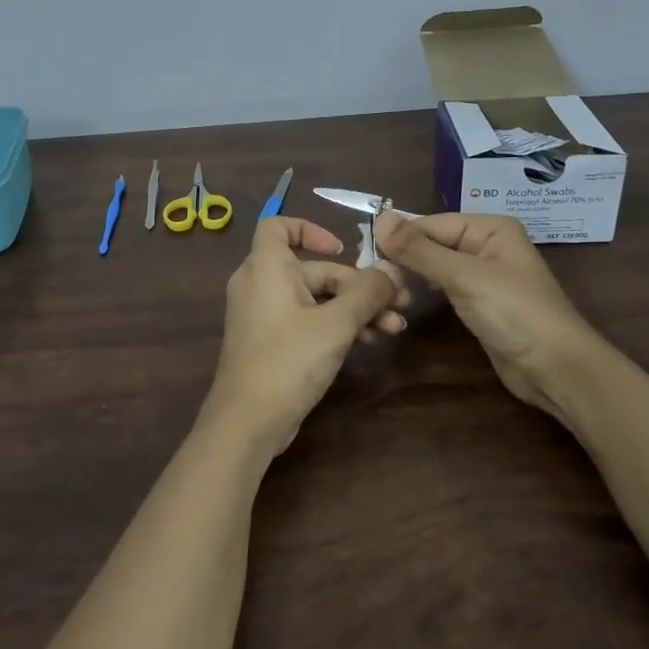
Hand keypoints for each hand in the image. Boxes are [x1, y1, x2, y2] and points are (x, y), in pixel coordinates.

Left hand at [207, 217, 410, 457]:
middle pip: (313, 269)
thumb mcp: (336, 324)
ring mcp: (264, 315)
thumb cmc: (288, 360)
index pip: (278, 226)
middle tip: (400, 304)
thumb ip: (367, 293)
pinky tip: (368, 342)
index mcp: (266, 267)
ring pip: (315, 298)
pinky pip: (306, 320)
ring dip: (354, 309)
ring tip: (393, 328)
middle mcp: (260, 284)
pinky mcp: (271, 342)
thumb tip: (392, 270)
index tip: (343, 248)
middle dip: (358, 285)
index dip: (310, 229)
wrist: (248, 422)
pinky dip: (335, 325)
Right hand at [374, 210, 591, 415]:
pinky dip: (424, 290)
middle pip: (431, 243)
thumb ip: (419, 249)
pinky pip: (443, 286)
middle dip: (404, 259)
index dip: (399, 240)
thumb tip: (379, 217)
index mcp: (489, 227)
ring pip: (434, 266)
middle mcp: (486, 244)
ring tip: (386, 293)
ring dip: (411, 276)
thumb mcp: (463, 277)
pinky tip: (405, 300)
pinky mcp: (479, 302)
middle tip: (373, 281)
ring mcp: (483, 274)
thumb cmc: (513, 313)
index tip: (365, 260)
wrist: (555, 369)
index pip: (430, 224)